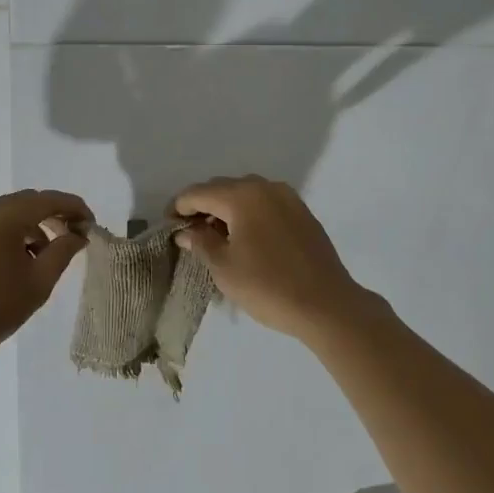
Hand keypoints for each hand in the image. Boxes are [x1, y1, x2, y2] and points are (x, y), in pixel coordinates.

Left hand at [0, 190, 90, 366]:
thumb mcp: (38, 283)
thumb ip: (63, 251)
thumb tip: (79, 234)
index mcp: (3, 217)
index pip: (48, 200)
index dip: (75, 208)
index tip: (92, 225)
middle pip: (29, 201)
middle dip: (55, 215)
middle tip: (77, 237)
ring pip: (12, 210)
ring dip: (34, 224)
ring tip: (49, 254)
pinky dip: (14, 231)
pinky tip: (23, 257)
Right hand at [172, 176, 379, 341]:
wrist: (327, 305)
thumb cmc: (268, 286)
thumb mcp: (224, 267)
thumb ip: (201, 242)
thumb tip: (186, 231)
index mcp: (242, 196)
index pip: (199, 192)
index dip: (179, 206)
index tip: (167, 224)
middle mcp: (265, 187)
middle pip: (223, 188)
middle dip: (202, 205)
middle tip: (188, 231)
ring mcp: (288, 198)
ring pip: (246, 194)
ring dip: (226, 208)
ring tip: (215, 236)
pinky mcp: (302, 213)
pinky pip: (265, 203)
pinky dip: (248, 213)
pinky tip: (244, 237)